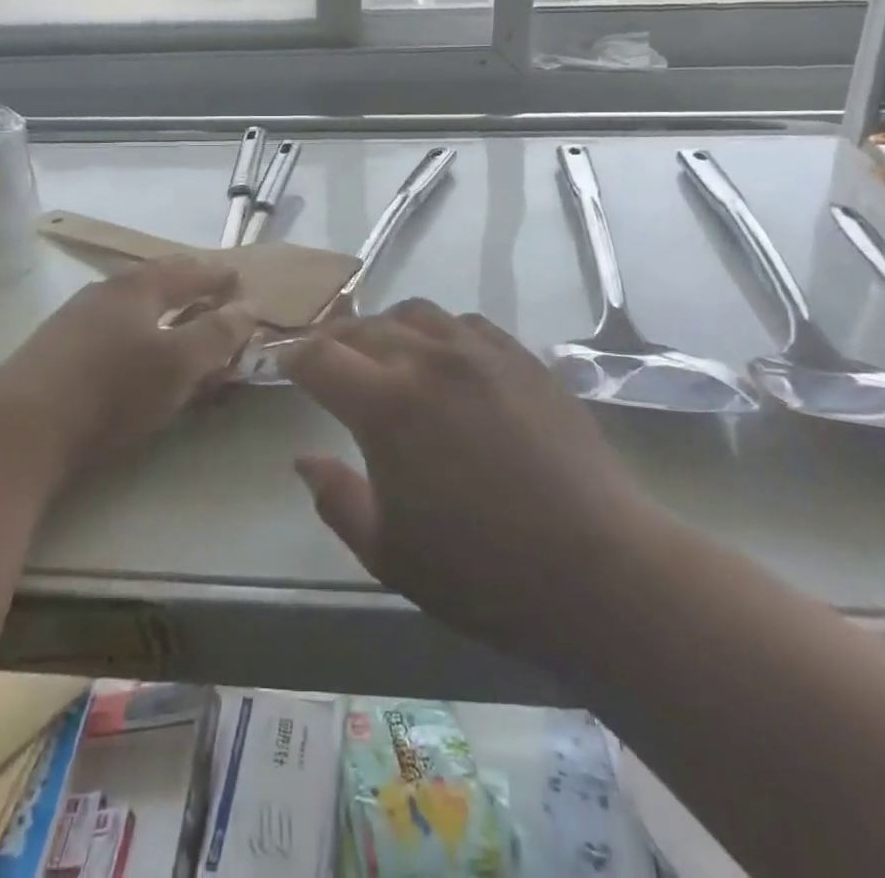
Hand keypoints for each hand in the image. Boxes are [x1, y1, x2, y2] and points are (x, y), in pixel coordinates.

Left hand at [0, 257, 256, 477]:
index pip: (186, 271)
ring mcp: (74, 321)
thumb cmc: (111, 388)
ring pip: (130, 307)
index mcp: (137, 288)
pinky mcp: (56, 352)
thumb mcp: (178, 363)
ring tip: (176, 323)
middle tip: (209, 292)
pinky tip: (133, 355)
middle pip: (153, 281)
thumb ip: (216, 335)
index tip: (236, 278)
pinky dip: (136, 334)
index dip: (214, 275)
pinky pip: (111, 331)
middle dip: (185, 285)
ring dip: (159, 311)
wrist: (21, 426)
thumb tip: (247, 308)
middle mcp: (104, 294)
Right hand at [279, 300, 652, 663]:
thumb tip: (304, 459)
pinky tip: (444, 359)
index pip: (320, 357)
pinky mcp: (522, 358)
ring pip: (415, 313)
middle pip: (364, 327)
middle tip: (326, 362)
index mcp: (386, 405)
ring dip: (386, 327)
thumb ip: (336, 499)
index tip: (284, 366)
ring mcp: (480, 352)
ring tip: (383, 353)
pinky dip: (438, 332)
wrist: (599, 569)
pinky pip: (465, 323)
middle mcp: (428, 360)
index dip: (294, 358)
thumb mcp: (388, 553)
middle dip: (334, 341)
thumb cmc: (483, 572)